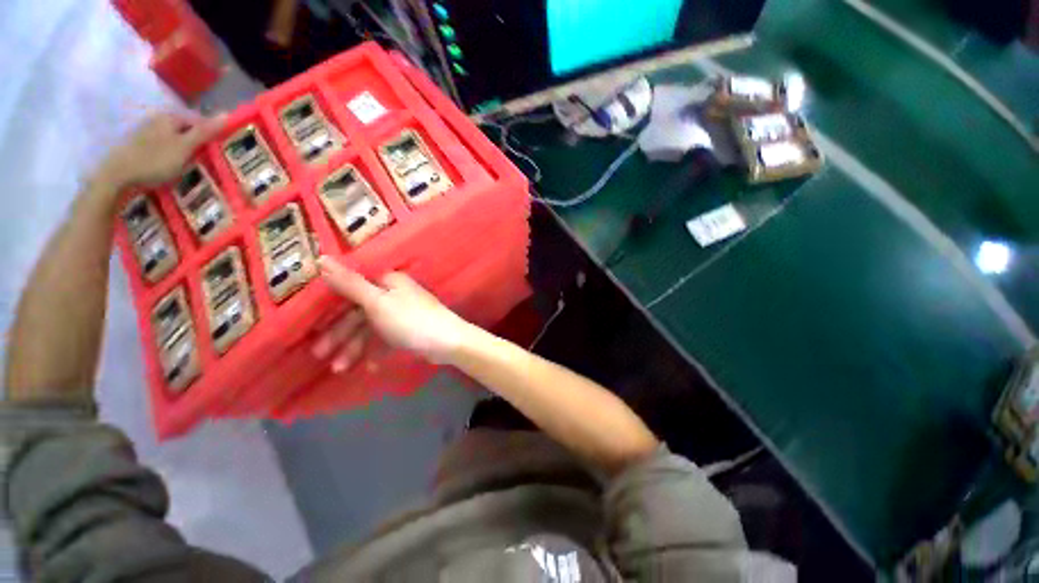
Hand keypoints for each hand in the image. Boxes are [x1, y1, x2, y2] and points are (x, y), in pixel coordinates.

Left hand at [96, 112, 224, 188]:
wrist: (119, 174)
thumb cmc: (156, 160)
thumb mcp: (185, 146)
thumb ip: (205, 131)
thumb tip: (227, 114)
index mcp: (171, 117)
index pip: (199, 121)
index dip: (210, 135)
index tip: (218, 151)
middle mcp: (159, 118)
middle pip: (185, 129)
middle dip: (196, 142)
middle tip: (204, 159)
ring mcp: (147, 130)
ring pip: (174, 137)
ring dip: (183, 148)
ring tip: (188, 164)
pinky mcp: (139, 143)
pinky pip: (163, 145)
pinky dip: (170, 153)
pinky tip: (171, 164)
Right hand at [312, 256, 472, 372]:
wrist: (448, 343)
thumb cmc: (410, 320)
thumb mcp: (377, 302)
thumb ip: (350, 284)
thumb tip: (322, 258)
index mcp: (387, 282)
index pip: (351, 289)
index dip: (331, 307)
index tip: (311, 324)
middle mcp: (393, 295)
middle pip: (359, 312)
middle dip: (339, 334)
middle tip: (319, 354)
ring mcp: (401, 314)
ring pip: (370, 329)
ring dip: (354, 348)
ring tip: (339, 369)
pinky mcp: (408, 331)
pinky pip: (386, 340)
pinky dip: (376, 352)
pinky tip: (369, 367)